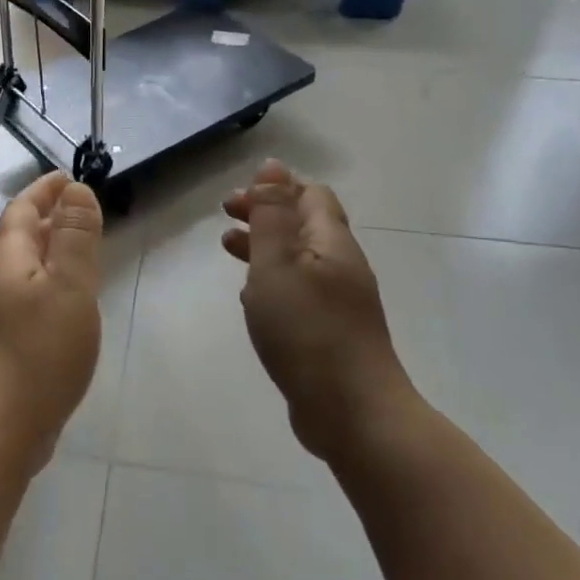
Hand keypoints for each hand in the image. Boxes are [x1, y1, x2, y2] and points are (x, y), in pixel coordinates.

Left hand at [0, 172, 102, 465]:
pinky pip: (32, 293)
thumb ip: (75, 236)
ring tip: (83, 248)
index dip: (46, 190)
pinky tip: (72, 299)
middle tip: (84, 209)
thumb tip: (76, 190)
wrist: (5, 425)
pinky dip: (52, 281)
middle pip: (22, 235)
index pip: (24, 209)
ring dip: (53, 249)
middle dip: (50, 216)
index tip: (70, 177)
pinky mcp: (8, 340)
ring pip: (27, 266)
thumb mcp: (69, 285)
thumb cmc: (41, 349)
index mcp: (8, 258)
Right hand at [221, 161, 410, 465]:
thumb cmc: (308, 331)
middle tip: (226, 219)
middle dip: (265, 215)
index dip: (275, 188)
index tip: (235, 201)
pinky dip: (272, 282)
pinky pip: (298, 293)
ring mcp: (339, 303)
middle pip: (304, 225)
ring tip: (229, 250)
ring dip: (264, 248)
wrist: (352, 413)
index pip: (310, 196)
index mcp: (331, 243)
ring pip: (299, 260)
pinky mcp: (330, 334)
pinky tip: (251, 299)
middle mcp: (341, 267)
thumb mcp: (278, 265)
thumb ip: (271, 216)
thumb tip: (273, 167)